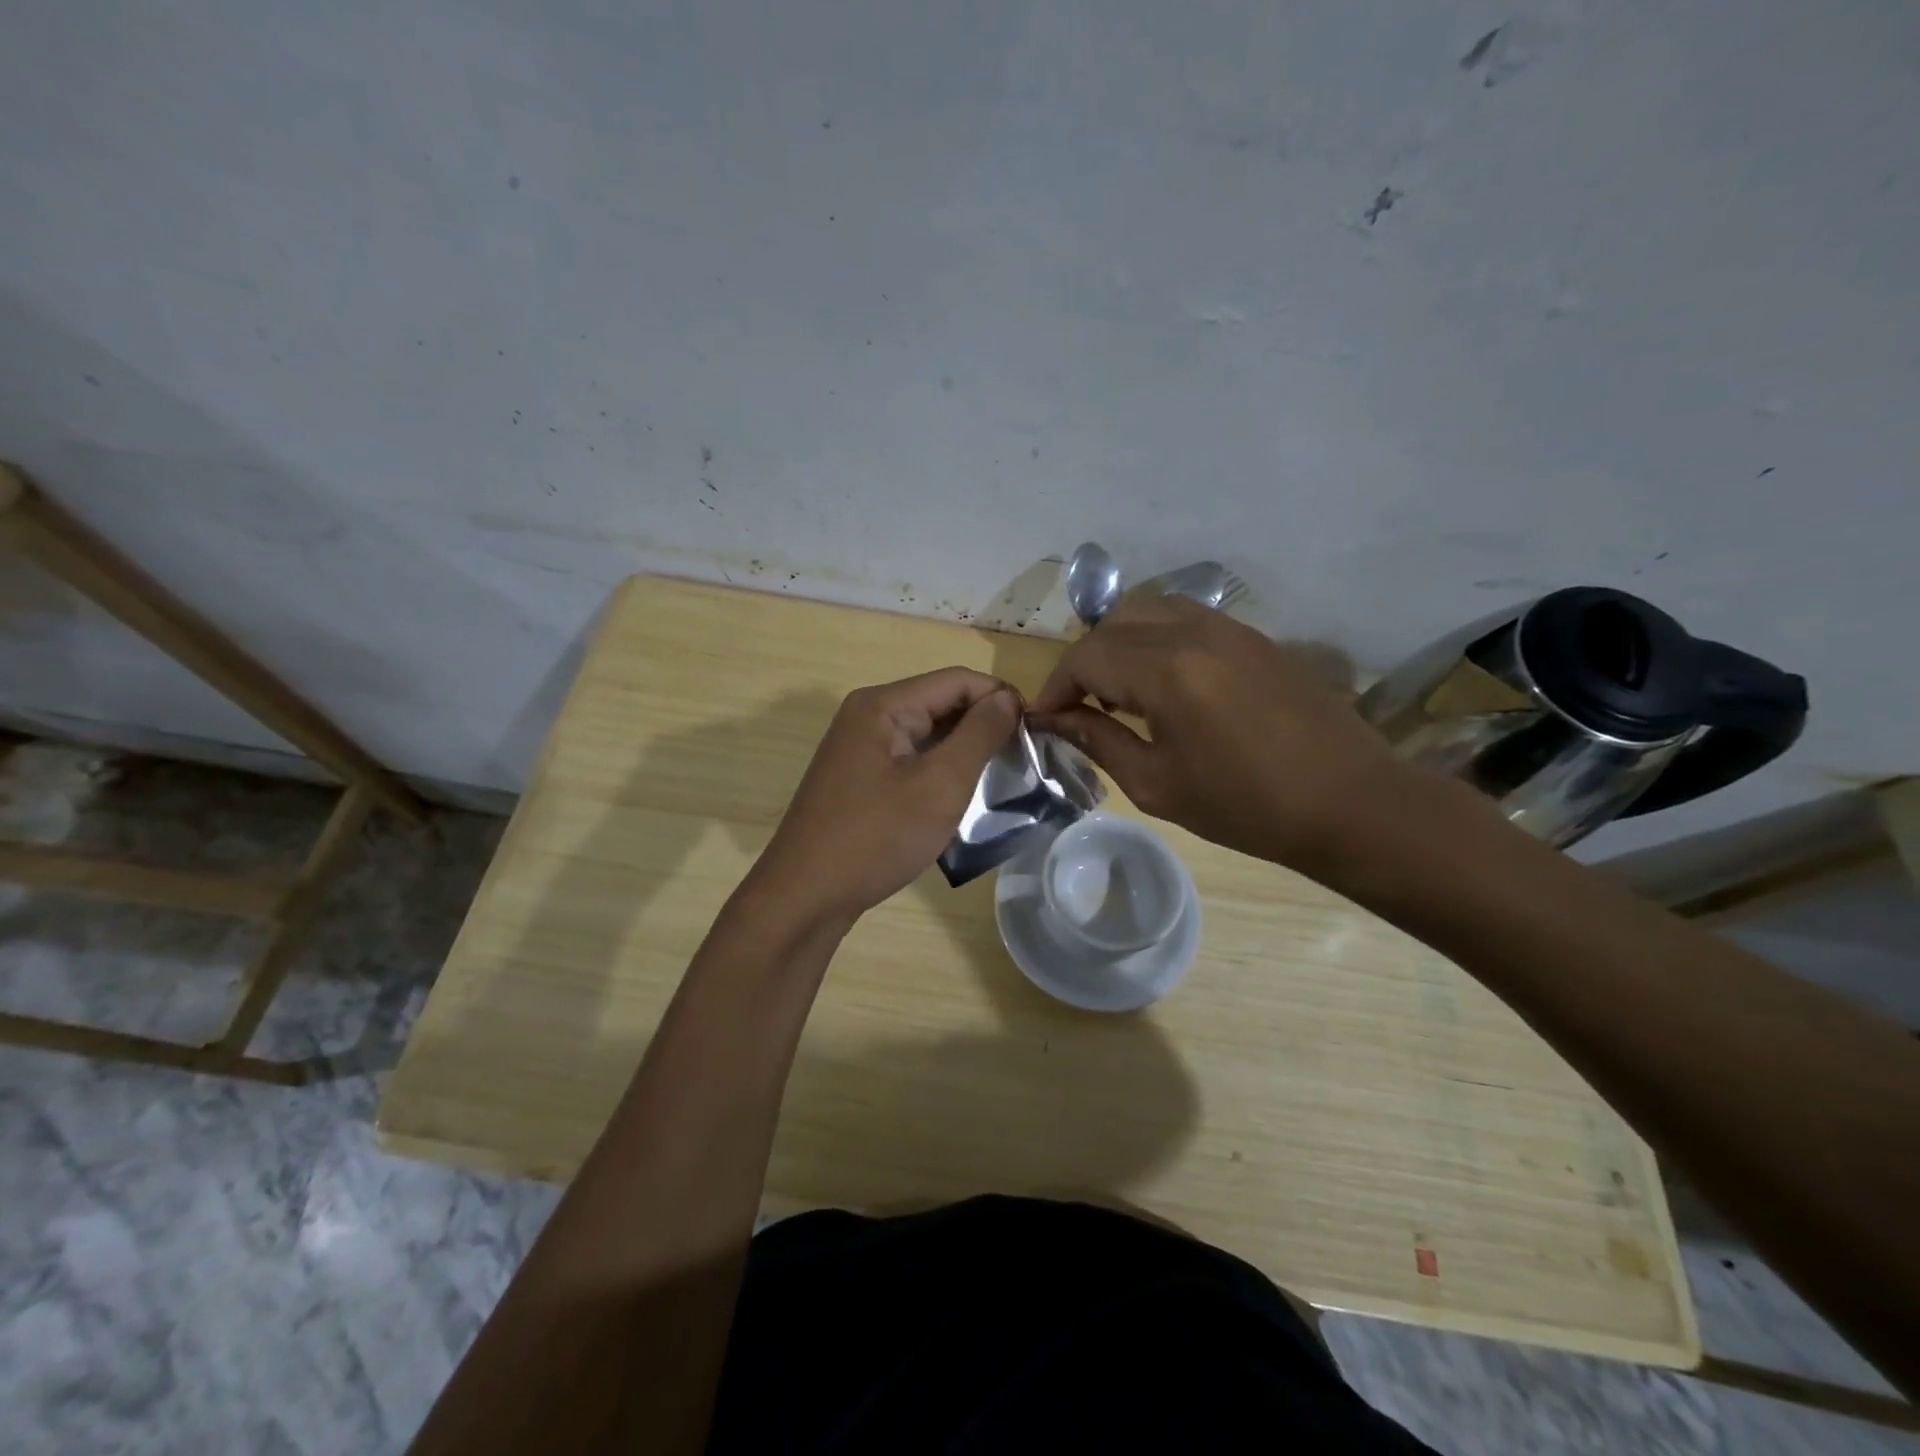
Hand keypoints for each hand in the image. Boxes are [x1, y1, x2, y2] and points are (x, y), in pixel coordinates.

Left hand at [755, 668, 1020, 920]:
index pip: (957, 680)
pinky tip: (960, 794)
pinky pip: (909, 758)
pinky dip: (939, 768)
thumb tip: (1008, 698)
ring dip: (963, 748)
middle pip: (939, 702)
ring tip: (1001, 776)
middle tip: (1024, 757)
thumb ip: (979, 735)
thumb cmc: (876, 837)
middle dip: (983, 723)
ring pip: (926, 732)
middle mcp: (867, 715)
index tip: (1036, 730)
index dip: (1000, 697)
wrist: (805, 897)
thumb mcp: (940, 785)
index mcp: (883, 705)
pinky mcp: (858, 777)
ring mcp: (859, 747)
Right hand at [1030, 595, 1412, 873]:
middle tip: (1079, 708)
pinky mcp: (1251, 635)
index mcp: (1167, 670)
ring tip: (1117, 693)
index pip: (1086, 657)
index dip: (1056, 687)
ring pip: (1147, 610)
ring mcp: (1228, 627)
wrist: (1350, 803)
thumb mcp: (1157, 784)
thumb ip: (1098, 741)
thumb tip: (1053, 719)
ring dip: (1118, 644)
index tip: (1046, 719)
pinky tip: (1162, 684)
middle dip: (1083, 664)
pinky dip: (1154, 639)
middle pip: (1111, 625)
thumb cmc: (1246, 806)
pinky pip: (1184, 618)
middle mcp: (1193, 632)